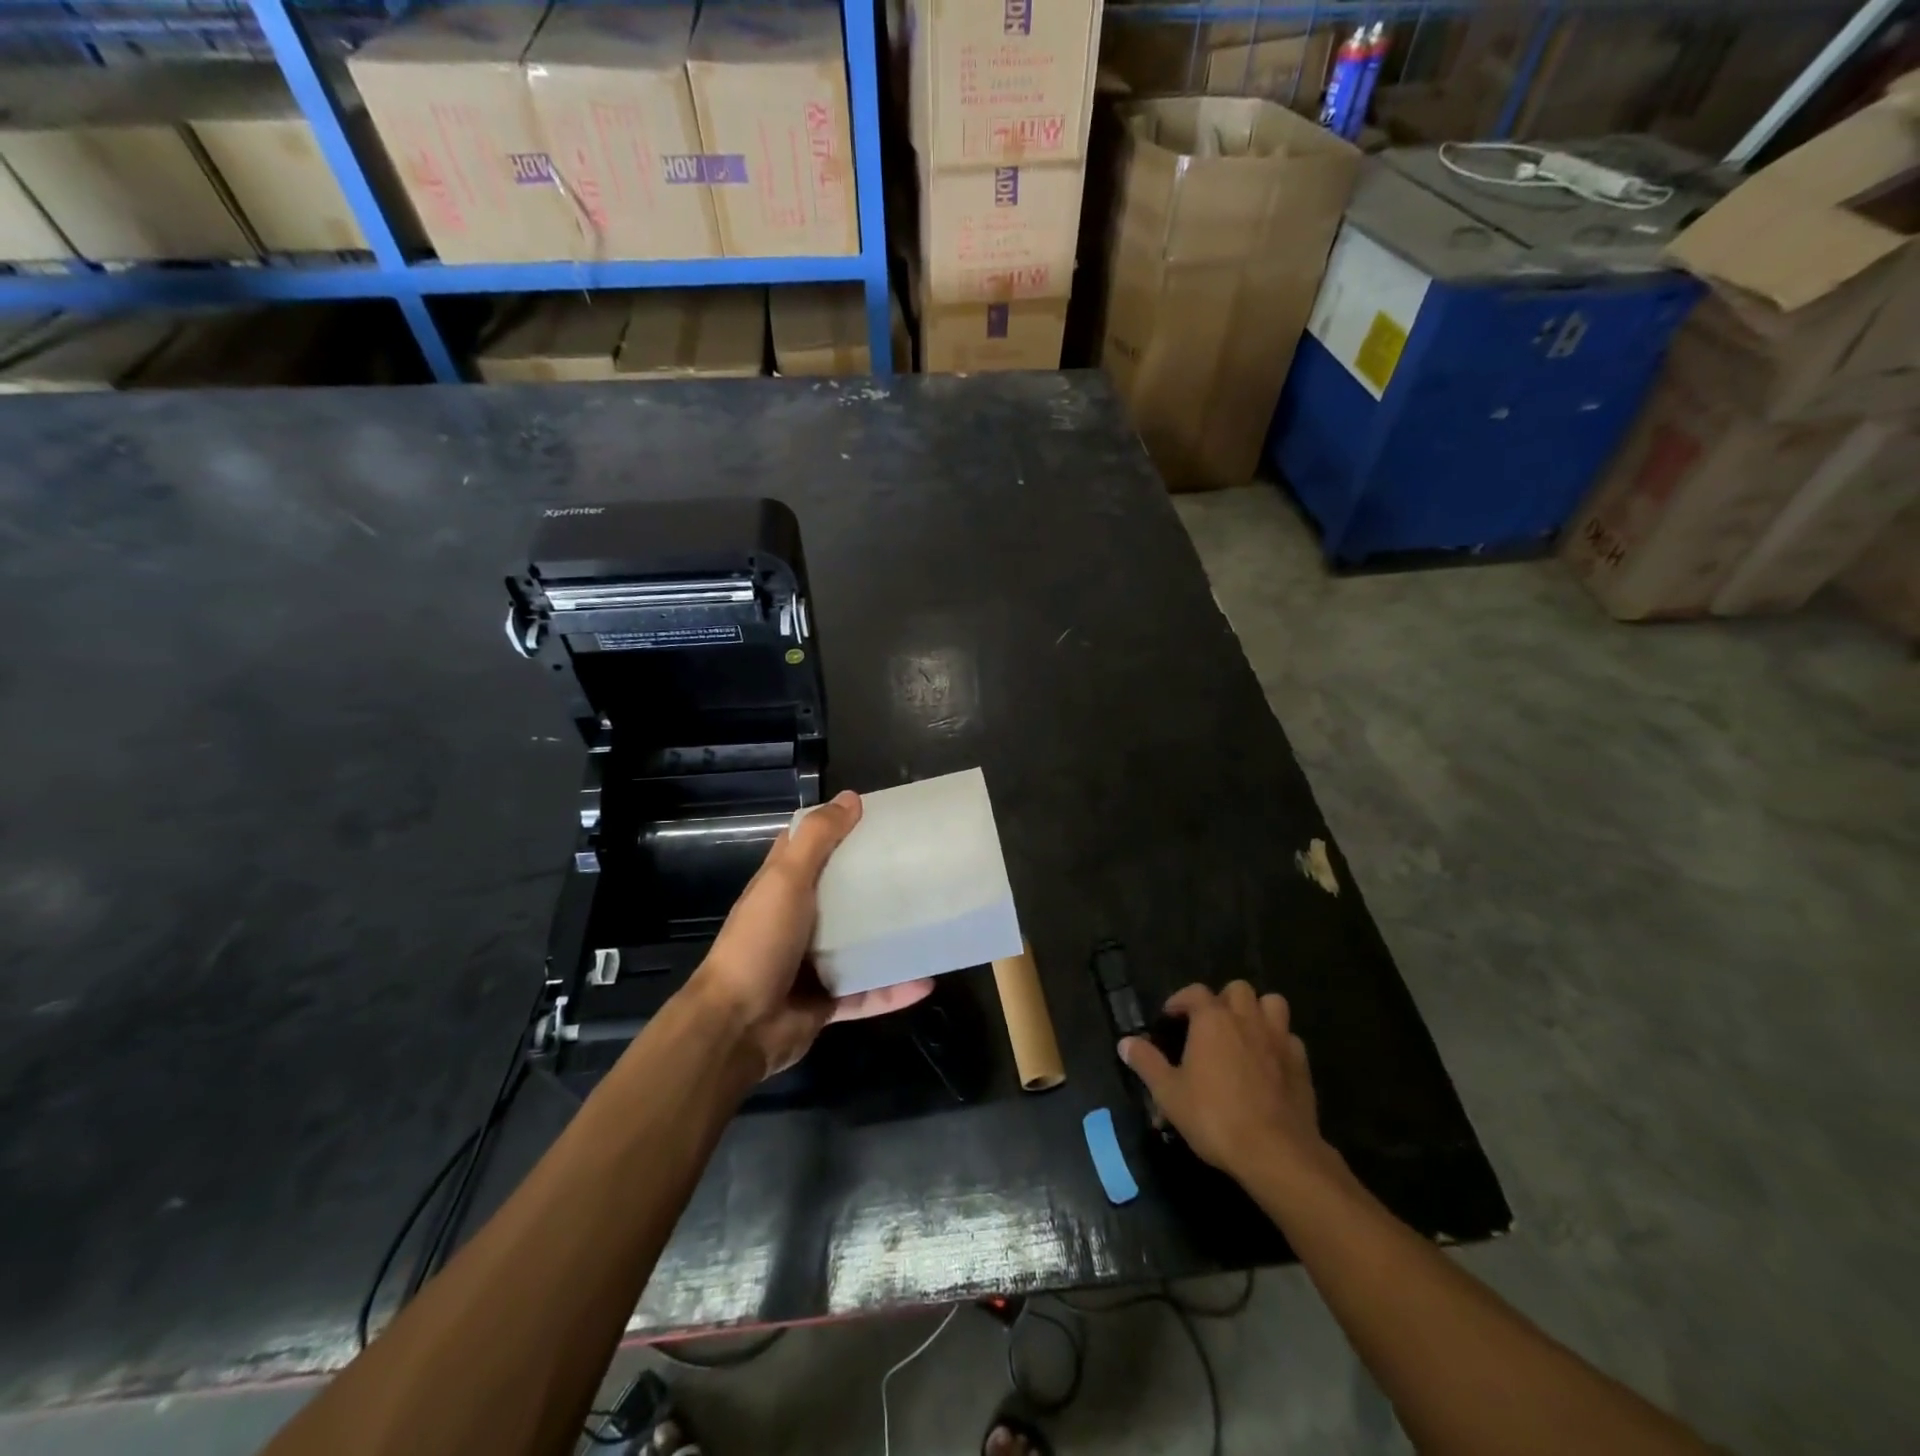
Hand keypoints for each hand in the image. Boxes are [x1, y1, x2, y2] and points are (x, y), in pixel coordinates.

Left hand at [688, 790, 933, 1077]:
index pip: (810, 848)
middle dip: (874, 881)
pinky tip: (927, 980)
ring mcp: (813, 964)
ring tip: (930, 922)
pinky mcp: (827, 1001)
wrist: (737, 1026)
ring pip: (859, 944)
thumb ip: (817, 839)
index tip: (877, 818)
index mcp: (782, 888)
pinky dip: (894, 989)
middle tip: (918, 866)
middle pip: (841, 894)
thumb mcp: (786, 880)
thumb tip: (851, 798)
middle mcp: (798, 921)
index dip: (838, 829)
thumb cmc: (760, 942)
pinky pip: (868, 993)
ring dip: (890, 938)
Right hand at [1119, 981, 1337, 1191]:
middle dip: (1223, 1000)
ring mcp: (1279, 1039)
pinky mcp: (1302, 1064)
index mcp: (1213, 1020)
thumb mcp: (1169, 1093)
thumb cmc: (1214, 1117)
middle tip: (1210, 1025)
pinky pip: (1290, 1038)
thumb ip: (1146, 1063)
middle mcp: (1247, 1019)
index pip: (1195, 992)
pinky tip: (1269, 1063)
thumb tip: (1125, 1042)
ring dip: (1257, 1012)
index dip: (1180, 1001)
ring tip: (1244, 1033)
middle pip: (1238, 990)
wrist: (1275, 1152)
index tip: (1170, 1019)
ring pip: (1272, 1004)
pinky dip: (1278, 1043)